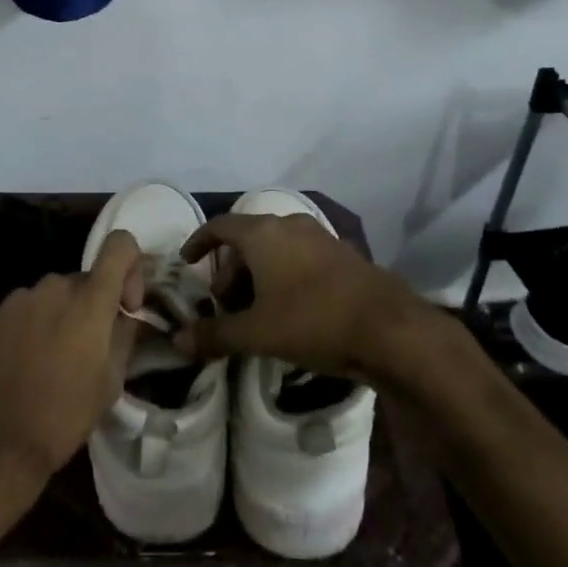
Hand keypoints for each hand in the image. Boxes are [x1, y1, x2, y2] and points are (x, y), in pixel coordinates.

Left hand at [0, 230, 143, 483]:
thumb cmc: (63, 415)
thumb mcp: (111, 382)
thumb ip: (124, 336)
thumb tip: (126, 316)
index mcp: (89, 300)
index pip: (120, 245)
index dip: (132, 265)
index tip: (127, 306)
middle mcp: (54, 286)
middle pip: (86, 280)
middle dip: (94, 306)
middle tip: (91, 349)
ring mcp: (20, 298)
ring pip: (55, 296)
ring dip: (63, 316)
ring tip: (55, 360)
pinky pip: (28, 309)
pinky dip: (36, 325)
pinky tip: (28, 363)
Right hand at [171, 213, 418, 376]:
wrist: (389, 328)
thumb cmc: (313, 320)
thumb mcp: (257, 333)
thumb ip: (215, 335)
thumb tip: (178, 341)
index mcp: (262, 234)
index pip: (220, 226)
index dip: (200, 242)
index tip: (188, 262)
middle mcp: (289, 225)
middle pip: (247, 239)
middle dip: (230, 270)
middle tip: (225, 305)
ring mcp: (320, 237)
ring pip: (276, 249)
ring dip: (258, 275)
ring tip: (256, 312)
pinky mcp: (342, 254)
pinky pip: (300, 257)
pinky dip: (284, 276)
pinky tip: (289, 310)